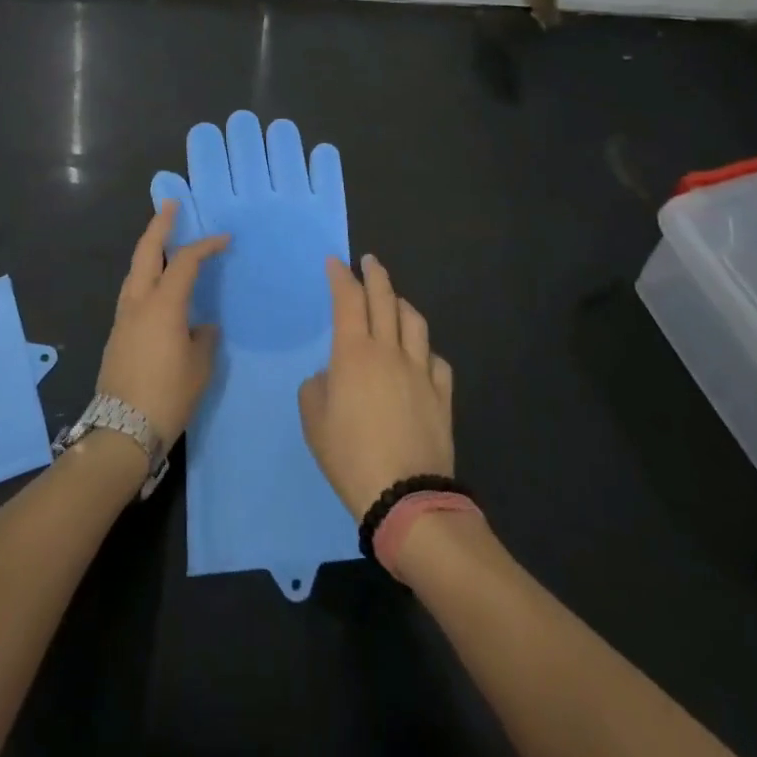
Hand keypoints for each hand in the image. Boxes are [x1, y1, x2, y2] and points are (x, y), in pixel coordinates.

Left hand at [96, 202, 228, 443]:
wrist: (121, 431)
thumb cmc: (167, 396)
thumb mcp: (199, 368)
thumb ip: (204, 338)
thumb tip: (202, 327)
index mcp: (163, 304)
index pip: (185, 261)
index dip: (205, 245)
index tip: (224, 239)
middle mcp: (138, 302)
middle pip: (146, 252)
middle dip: (159, 225)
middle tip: (170, 206)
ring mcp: (123, 317)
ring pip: (134, 270)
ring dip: (148, 250)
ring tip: (163, 241)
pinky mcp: (116, 334)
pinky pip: (132, 291)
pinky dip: (145, 276)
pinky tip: (156, 286)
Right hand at [298, 254, 454, 519]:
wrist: (405, 496)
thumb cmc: (350, 456)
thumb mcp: (314, 422)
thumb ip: (317, 388)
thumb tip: (331, 377)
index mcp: (354, 353)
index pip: (347, 299)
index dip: (341, 276)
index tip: (335, 262)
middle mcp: (389, 351)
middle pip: (384, 299)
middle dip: (375, 275)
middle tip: (369, 261)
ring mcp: (420, 371)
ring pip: (414, 322)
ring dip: (402, 304)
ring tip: (395, 300)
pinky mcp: (441, 394)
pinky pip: (436, 359)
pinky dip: (424, 349)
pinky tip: (420, 354)